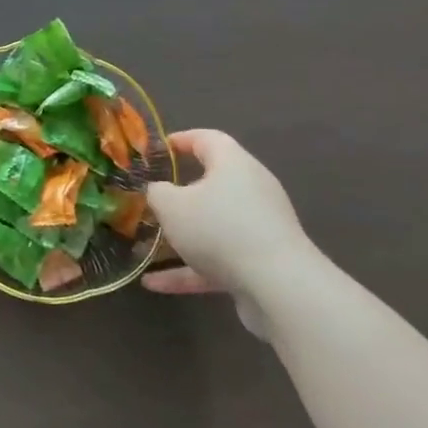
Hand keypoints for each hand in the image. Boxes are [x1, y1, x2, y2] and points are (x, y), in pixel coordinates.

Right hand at [142, 130, 312, 337]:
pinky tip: (155, 284)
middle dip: (180, 194)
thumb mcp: (171, 205)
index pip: (207, 139)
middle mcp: (251, 191)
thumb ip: (157, 193)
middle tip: (152, 199)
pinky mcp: (261, 264)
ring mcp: (259, 229)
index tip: (156, 150)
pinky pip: (218, 260)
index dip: (180, 140)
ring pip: (214, 226)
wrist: (279, 288)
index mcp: (234, 164)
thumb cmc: (219, 229)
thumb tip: (159, 191)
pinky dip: (189, 269)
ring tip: (148, 246)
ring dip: (182, 236)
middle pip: (212, 184)